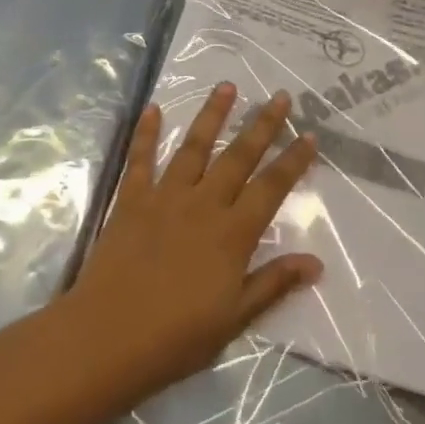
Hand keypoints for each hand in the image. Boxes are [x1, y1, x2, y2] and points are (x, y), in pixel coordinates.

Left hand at [64, 84, 321, 393]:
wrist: (108, 337)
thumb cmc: (176, 337)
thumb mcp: (234, 318)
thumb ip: (273, 283)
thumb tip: (316, 262)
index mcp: (232, 234)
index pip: (271, 188)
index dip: (293, 161)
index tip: (310, 135)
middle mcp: (203, 204)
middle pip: (238, 157)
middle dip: (262, 125)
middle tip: (280, 96)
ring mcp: (165, 197)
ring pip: (194, 147)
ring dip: (212, 115)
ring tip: (227, 86)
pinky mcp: (131, 200)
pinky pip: (141, 159)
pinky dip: (147, 133)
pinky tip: (153, 108)